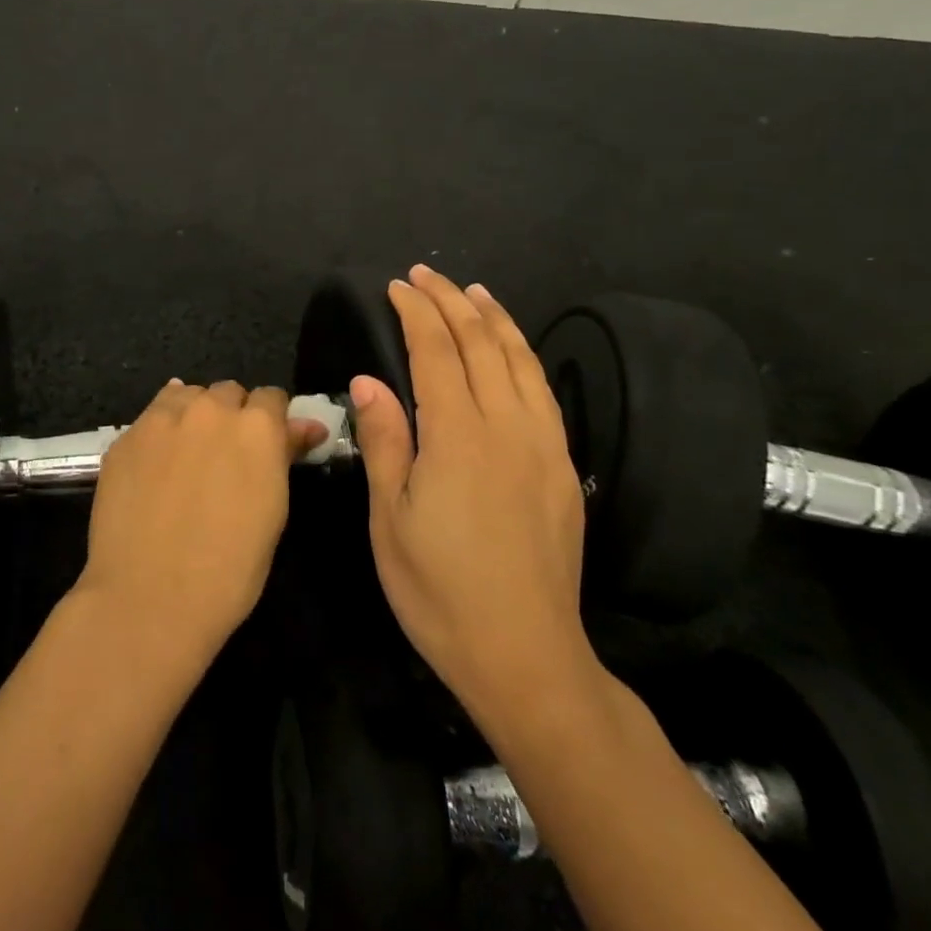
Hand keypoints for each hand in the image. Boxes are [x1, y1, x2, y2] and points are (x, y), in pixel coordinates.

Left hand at [73, 380, 325, 670]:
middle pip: (228, 392)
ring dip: (196, 414)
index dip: (272, 420)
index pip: (272, 397)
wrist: (149, 599)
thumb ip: (284, 457)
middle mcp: (211, 410)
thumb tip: (306, 427)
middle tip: (227, 456)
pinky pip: (152, 414)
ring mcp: (163, 419)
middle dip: (233, 415)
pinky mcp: (125, 436)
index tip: (267, 444)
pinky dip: (162, 427)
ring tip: (189, 454)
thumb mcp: (273, 513)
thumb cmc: (229, 571)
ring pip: (188, 396)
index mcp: (257, 428)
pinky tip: (158, 459)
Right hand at [351, 266, 602, 734]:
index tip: (397, 286)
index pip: (436, 352)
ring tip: (473, 291)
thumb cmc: (439, 590)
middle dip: (450, 301)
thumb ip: (384, 440)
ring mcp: (542, 444)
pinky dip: (523, 355)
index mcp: (457, 436)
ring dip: (493, 318)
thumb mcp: (390, 519)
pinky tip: (512, 349)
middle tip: (425, 275)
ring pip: (519, 360)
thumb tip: (368, 380)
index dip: (416, 313)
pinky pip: (542, 390)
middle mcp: (506, 426)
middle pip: (480, 343)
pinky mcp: (563, 466)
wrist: (526, 655)